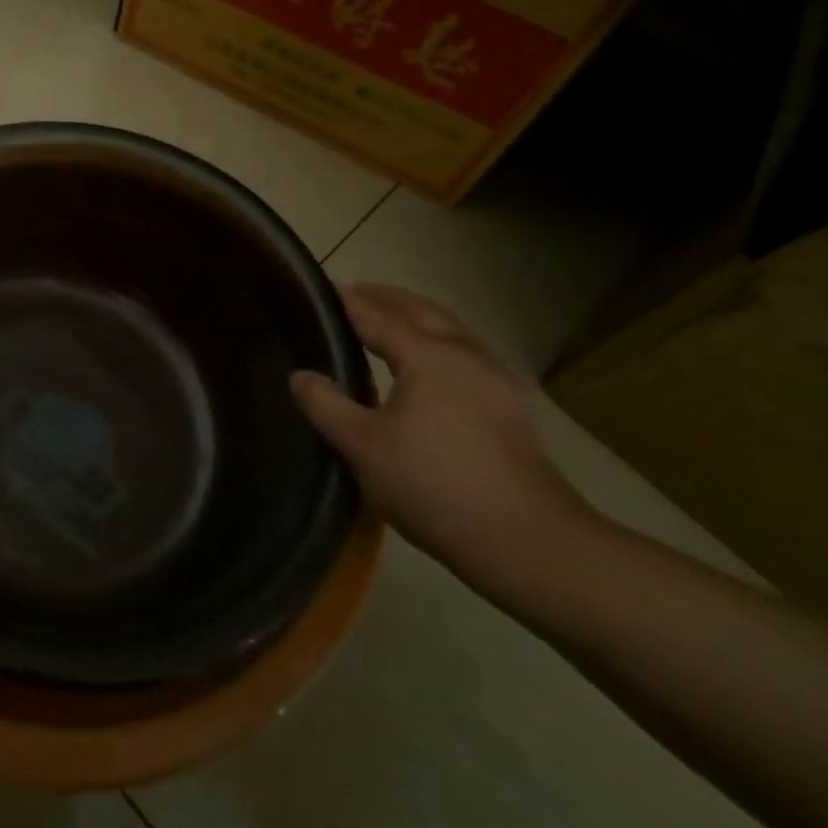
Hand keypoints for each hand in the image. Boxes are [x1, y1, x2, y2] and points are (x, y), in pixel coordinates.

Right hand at [291, 284, 593, 591]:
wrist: (527, 540)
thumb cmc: (434, 485)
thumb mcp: (362, 446)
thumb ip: (326, 405)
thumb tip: (301, 376)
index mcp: (427, 354)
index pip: (376, 316)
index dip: (347, 301)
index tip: (322, 288)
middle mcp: (464, 353)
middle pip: (419, 310)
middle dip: (386, 297)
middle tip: (354, 294)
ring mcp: (494, 378)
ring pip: (449, 329)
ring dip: (415, 317)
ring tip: (388, 323)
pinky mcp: (510, 406)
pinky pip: (464, 353)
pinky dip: (437, 341)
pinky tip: (430, 367)